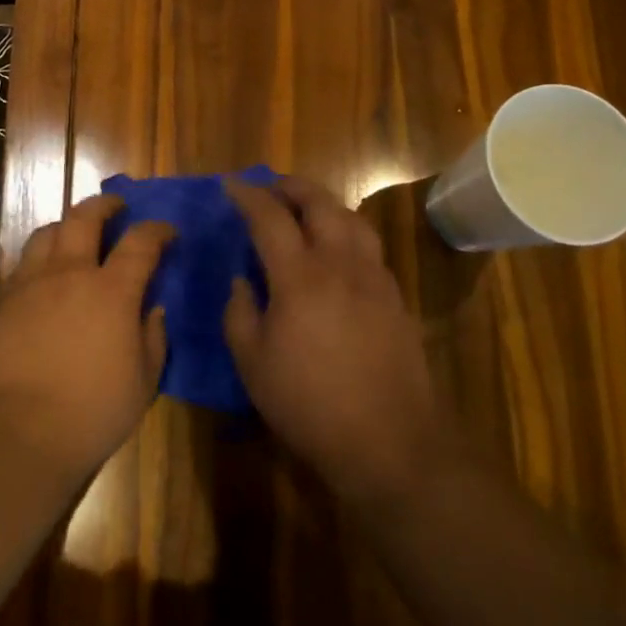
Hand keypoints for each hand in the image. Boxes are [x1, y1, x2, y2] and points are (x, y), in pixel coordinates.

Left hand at [0, 195, 173, 486]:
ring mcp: (30, 284)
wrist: (19, 435)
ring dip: (67, 225)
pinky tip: (43, 274)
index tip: (166, 232)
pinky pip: (21, 263)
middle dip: (105, 205)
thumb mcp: (144, 382)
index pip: (141, 242)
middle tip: (117, 207)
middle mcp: (70, 274)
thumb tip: (152, 309)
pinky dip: (39, 257)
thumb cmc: (92, 413)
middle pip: (85, 218)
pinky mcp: (1, 302)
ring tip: (75, 234)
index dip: (157, 230)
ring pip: (47, 233)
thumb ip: (153, 338)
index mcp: (112, 291)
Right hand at [224, 176, 447, 506]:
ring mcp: (374, 277)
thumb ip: (240, 313)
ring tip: (306, 209)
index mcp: (300, 276)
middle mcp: (340, 263)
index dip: (248, 196)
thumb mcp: (253, 363)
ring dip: (324, 204)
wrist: (387, 439)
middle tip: (271, 187)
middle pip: (319, 203)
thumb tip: (242, 281)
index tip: (231, 186)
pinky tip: (338, 250)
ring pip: (351, 219)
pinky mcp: (394, 296)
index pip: (270, 218)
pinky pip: (369, 245)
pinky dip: (347, 231)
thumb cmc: (308, 403)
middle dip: (292, 187)